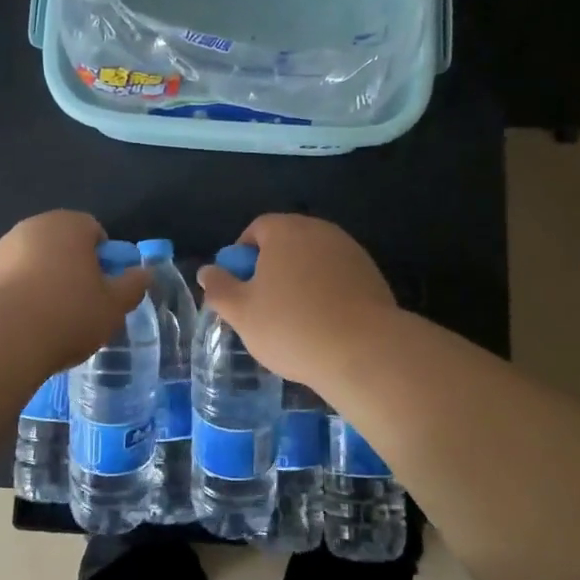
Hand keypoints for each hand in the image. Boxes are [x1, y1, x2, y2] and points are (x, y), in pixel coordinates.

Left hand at [0, 211, 147, 372]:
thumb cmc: (68, 314)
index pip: (93, 230)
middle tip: (82, 305)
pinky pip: (8, 282)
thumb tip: (144, 274)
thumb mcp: (114, 306)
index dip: (104, 258)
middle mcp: (31, 228)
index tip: (104, 288)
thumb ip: (133, 286)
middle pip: (61, 245)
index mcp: (67, 225)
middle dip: (72, 268)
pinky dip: (17, 297)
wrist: (1, 340)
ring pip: (32, 262)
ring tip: (50, 321)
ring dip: (43, 282)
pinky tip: (23, 327)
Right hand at [195, 214, 397, 389]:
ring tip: (295, 319)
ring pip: (314, 261)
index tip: (240, 287)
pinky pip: (338, 277)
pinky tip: (324, 324)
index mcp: (286, 230)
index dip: (242, 256)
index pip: (257, 229)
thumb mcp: (242, 312)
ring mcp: (350, 251)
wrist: (364, 351)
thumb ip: (219, 288)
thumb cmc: (292, 326)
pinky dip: (326, 293)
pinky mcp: (372, 275)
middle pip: (287, 242)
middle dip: (272, 268)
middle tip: (263, 305)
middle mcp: (320, 231)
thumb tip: (207, 271)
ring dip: (301, 280)